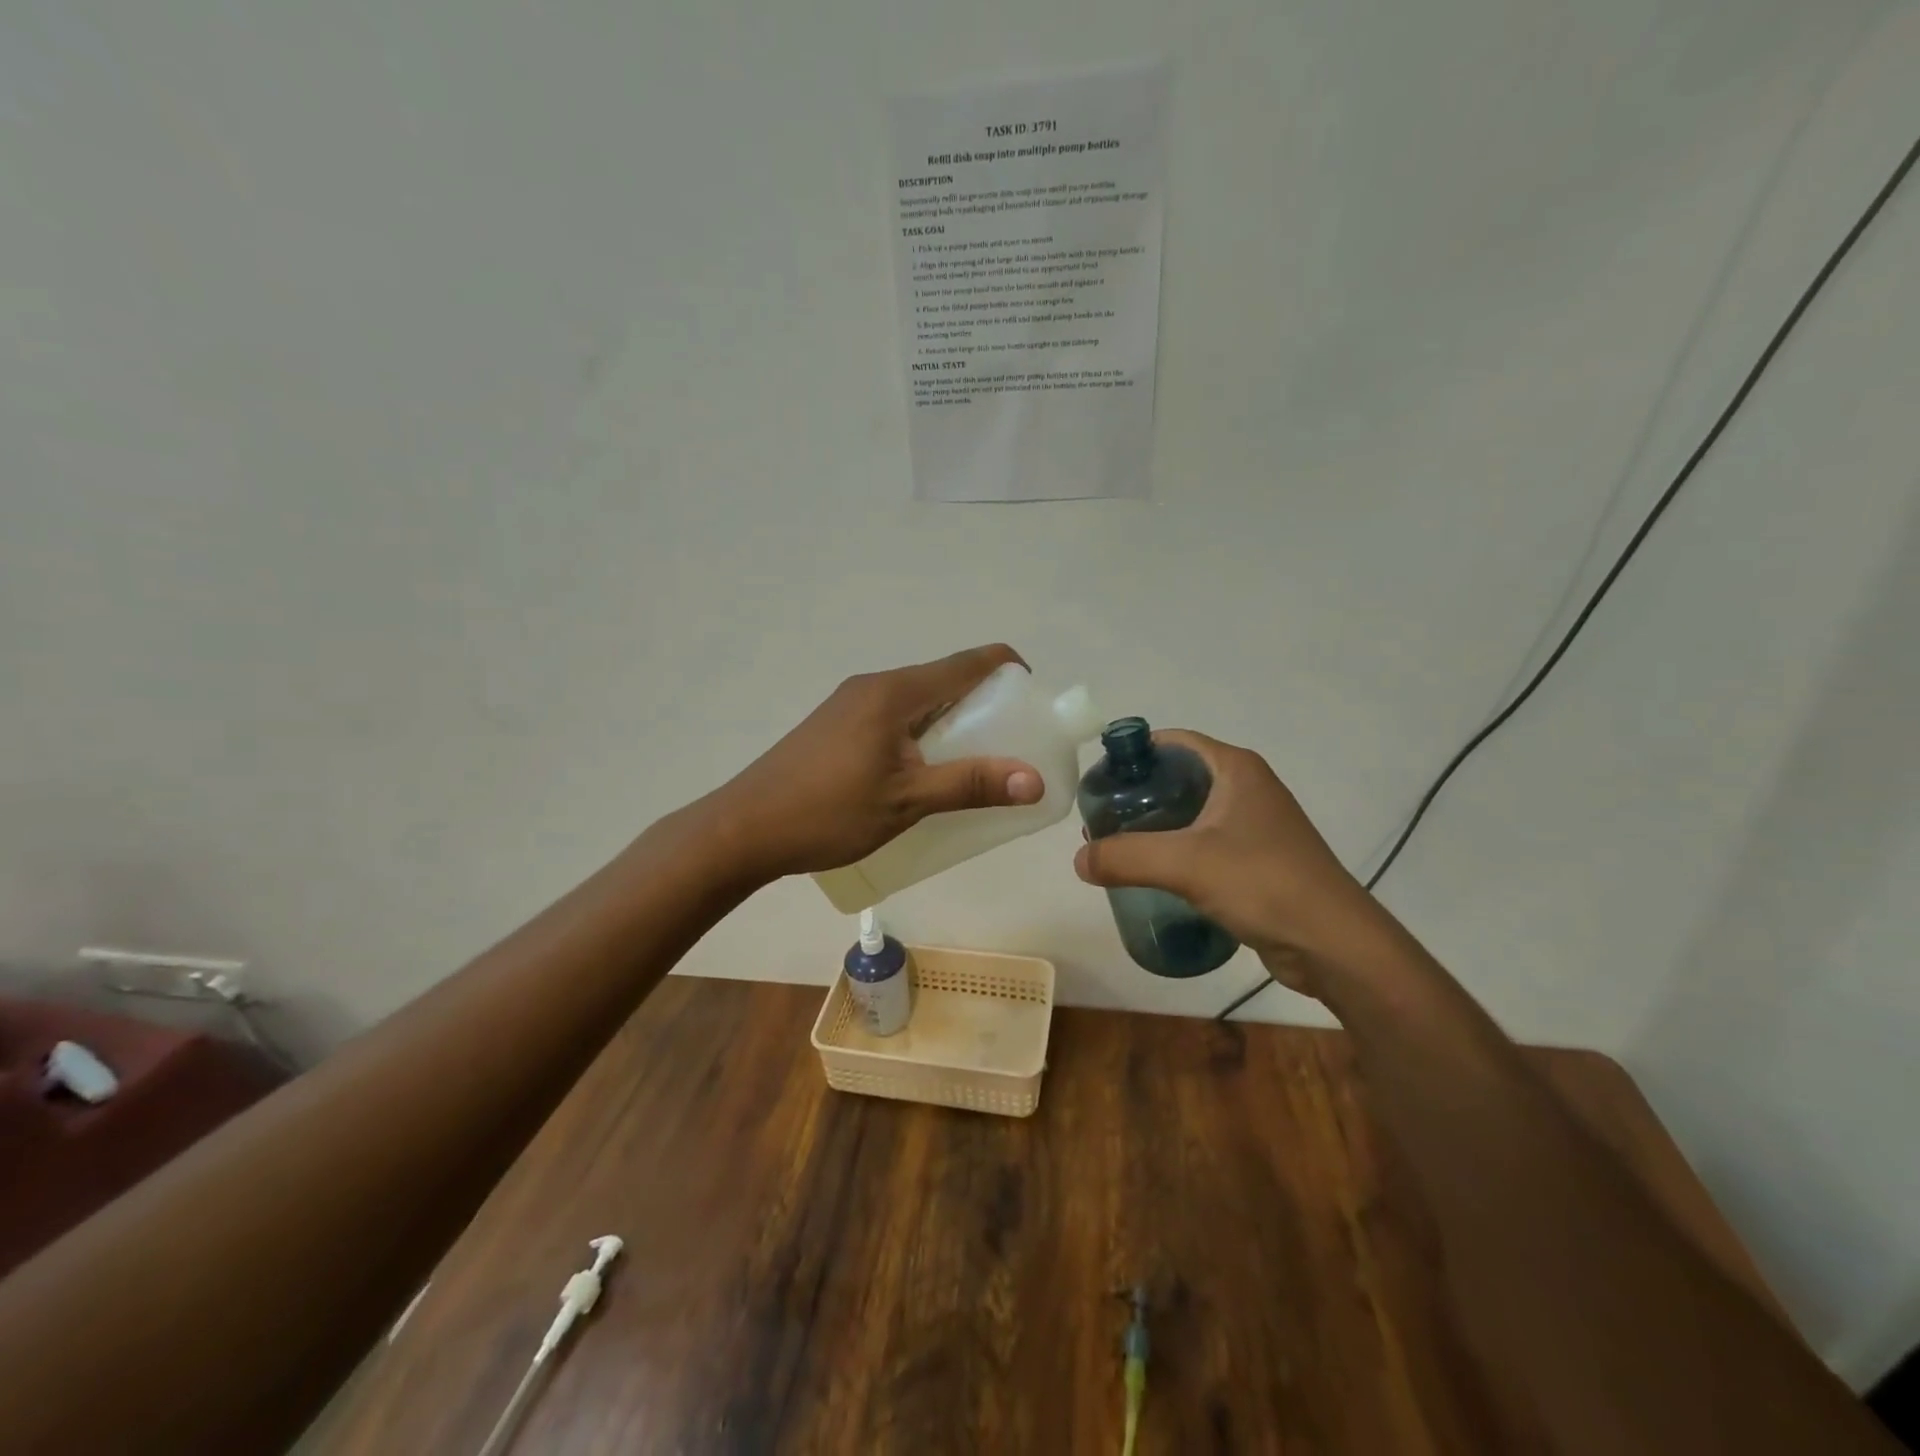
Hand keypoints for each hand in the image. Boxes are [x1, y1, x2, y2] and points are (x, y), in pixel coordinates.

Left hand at [705, 645, 1043, 881]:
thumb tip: (1035, 779)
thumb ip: (971, 785)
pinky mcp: (837, 725)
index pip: (969, 662)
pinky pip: (895, 718)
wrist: (743, 829)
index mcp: (895, 692)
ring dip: (953, 724)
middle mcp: (874, 686)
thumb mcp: (907, 802)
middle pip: (945, 680)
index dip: (1009, 671)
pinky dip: (923, 735)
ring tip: (975, 766)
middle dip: (985, 706)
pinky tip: (925, 774)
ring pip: (919, 702)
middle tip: (1011, 747)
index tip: (1034, 704)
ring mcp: (851, 704)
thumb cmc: (827, 812)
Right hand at [1072, 731, 1387, 997]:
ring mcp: (1255, 825)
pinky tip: (1153, 875)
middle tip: (1101, 821)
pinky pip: (1204, 844)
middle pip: (1178, 777)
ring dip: (1155, 827)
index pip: (1173, 742)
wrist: (1334, 945)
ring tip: (1117, 848)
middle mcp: (1247, 788)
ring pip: (1191, 814)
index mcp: (1236, 769)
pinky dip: (1176, 852)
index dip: (1133, 755)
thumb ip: (1126, 857)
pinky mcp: (1258, 860)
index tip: (1099, 781)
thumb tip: (1078, 860)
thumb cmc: (1264, 884)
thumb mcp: (1186, 864)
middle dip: (1137, 796)